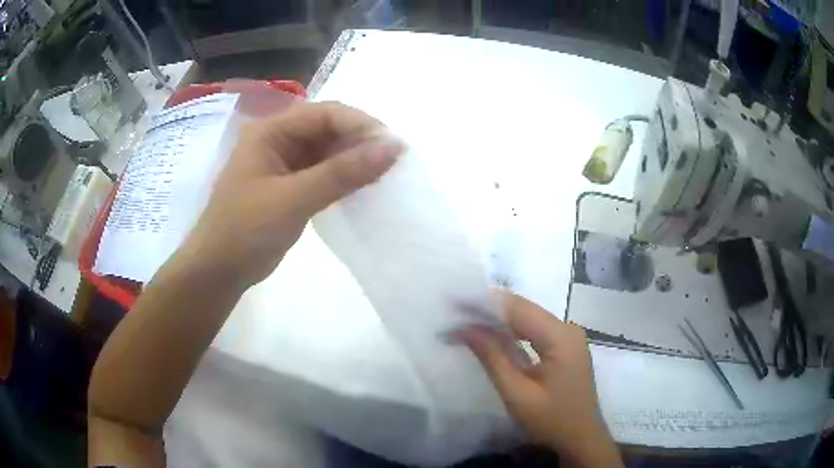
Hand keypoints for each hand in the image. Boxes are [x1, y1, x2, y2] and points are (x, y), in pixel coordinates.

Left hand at [181, 102, 402, 286]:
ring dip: (355, 160)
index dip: (360, 125)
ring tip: (385, 174)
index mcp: (271, 131)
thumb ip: (342, 172)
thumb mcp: (293, 199)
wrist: (218, 271)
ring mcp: (284, 164)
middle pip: (328, 128)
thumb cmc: (246, 230)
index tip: (393, 146)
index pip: (325, 114)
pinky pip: (324, 173)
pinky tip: (364, 187)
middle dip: (361, 142)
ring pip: (328, 151)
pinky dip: (344, 178)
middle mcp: (278, 140)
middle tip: (394, 162)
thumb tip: (393, 147)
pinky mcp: (290, 187)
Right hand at [460, 292, 621, 467]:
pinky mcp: (564, 347)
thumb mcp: (517, 393)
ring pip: (528, 318)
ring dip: (497, 320)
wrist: (581, 438)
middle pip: (523, 309)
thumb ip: (492, 357)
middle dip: (487, 309)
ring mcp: (568, 337)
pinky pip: (534, 331)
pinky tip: (491, 335)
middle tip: (454, 312)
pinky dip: (511, 332)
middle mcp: (567, 328)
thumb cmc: (551, 420)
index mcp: (560, 336)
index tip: (454, 302)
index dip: (484, 302)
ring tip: (466, 321)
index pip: (517, 308)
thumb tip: (465, 328)